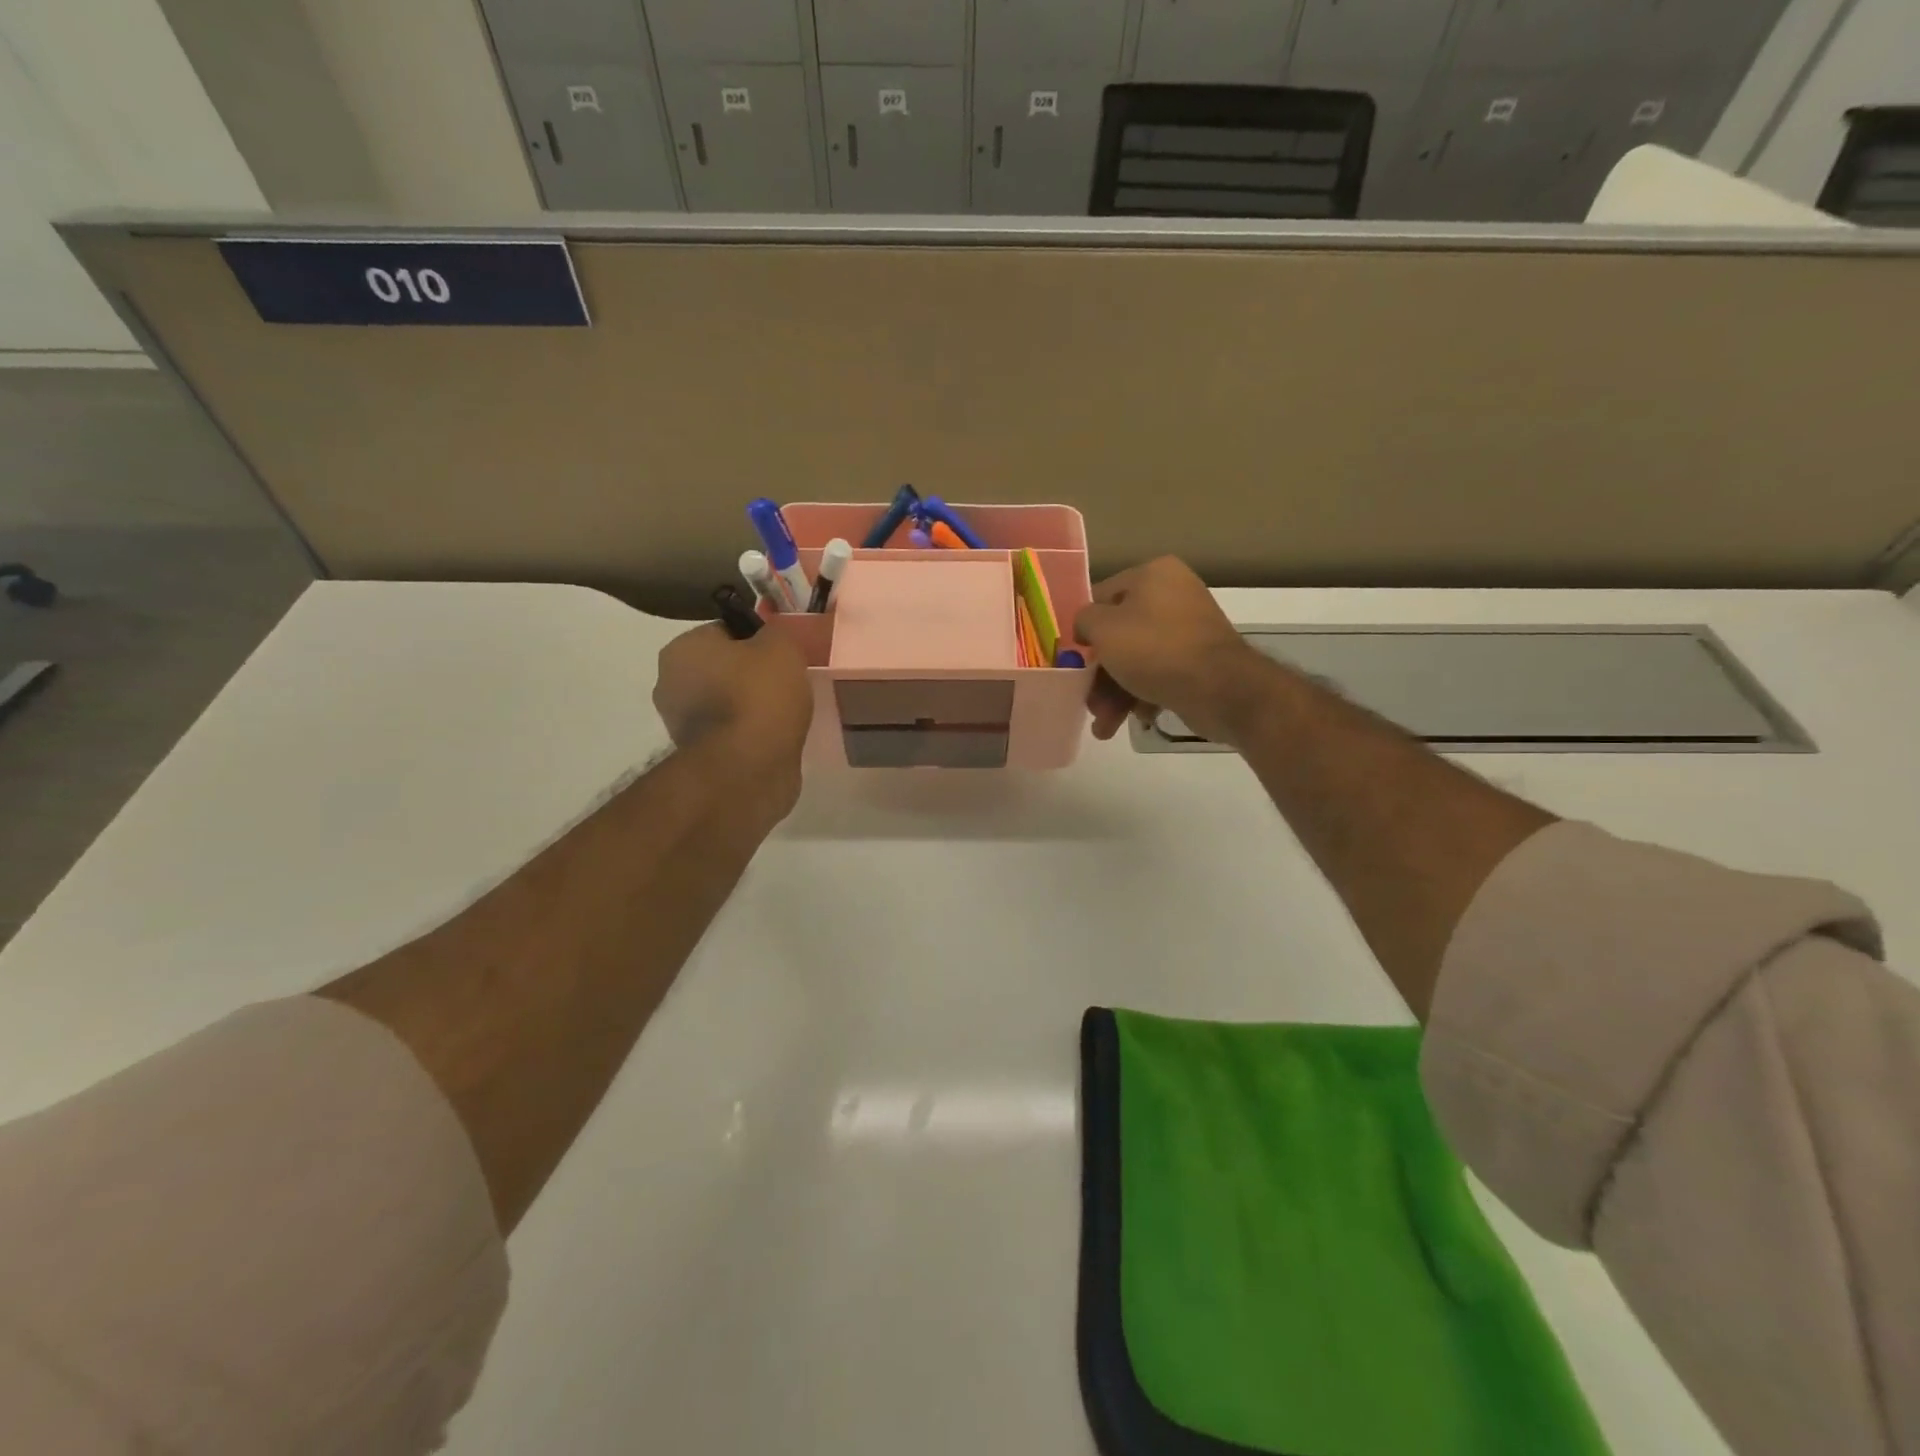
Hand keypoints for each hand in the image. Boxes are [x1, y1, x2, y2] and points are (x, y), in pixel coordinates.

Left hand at [654, 624, 812, 801]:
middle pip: (722, 668)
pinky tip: (773, 738)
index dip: (757, 640)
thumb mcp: (781, 646)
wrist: (748, 768)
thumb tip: (768, 638)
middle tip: (787, 684)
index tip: (782, 656)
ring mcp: (680, 723)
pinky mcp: (697, 756)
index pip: (725, 631)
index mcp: (682, 648)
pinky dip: (748, 733)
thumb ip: (775, 632)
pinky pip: (730, 732)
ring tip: (784, 716)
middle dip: (750, 675)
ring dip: (750, 707)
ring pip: (725, 702)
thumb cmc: (760, 696)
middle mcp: (670, 682)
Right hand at [1073, 557, 1273, 745]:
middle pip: (1120, 635)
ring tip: (1105, 727)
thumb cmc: (1154, 649)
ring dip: (1116, 694)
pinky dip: (1144, 696)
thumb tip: (1088, 626)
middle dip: (1101, 675)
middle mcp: (1174, 595)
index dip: (1085, 629)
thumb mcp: (1103, 629)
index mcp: (1153, 574)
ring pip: (1138, 660)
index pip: (1103, 597)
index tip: (1074, 659)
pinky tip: (1138, 719)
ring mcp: (1190, 630)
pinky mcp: (1200, 661)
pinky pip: (1161, 674)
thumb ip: (1084, 620)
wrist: (1220, 689)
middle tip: (1089, 703)